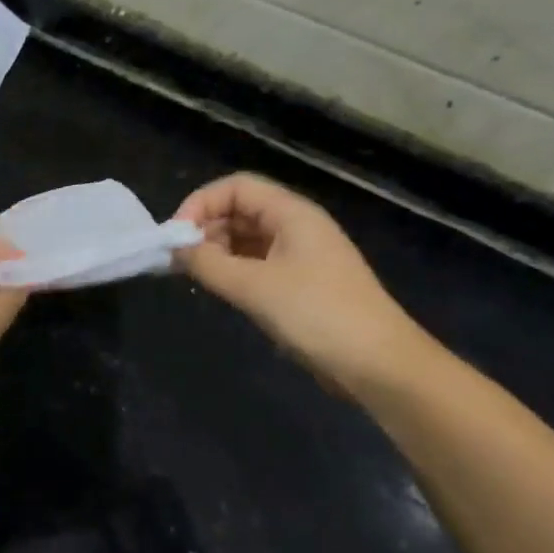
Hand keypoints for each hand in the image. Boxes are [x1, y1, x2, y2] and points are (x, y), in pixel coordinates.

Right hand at [174, 173, 432, 395]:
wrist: (378, 364)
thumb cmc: (317, 315)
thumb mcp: (255, 287)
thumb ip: (208, 264)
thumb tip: (176, 249)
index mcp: (292, 214)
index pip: (236, 187)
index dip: (201, 204)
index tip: (175, 237)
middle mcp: (296, 227)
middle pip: (240, 210)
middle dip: (205, 228)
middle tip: (177, 261)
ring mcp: (300, 256)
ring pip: (246, 239)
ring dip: (216, 251)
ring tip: (192, 276)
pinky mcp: (300, 285)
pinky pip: (257, 264)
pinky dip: (232, 270)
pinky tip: (218, 289)